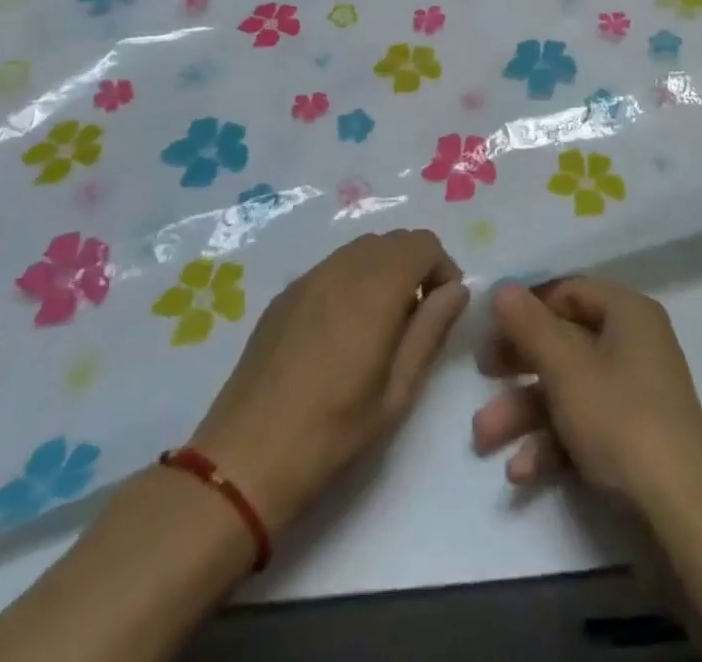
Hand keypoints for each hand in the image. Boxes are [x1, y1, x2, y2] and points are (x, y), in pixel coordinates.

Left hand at [190, 230, 466, 531]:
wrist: (244, 461)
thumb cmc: (332, 433)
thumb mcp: (397, 391)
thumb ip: (431, 330)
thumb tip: (457, 289)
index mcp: (375, 288)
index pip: (423, 243)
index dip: (443, 269)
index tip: (443, 310)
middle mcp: (343, 268)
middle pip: (394, 240)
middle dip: (416, 267)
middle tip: (416, 320)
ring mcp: (309, 278)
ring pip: (362, 250)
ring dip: (384, 271)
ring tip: (381, 325)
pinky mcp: (285, 294)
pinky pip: (333, 267)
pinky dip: (353, 280)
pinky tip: (342, 330)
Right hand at [471, 278, 701, 518]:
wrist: (681, 510)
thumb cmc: (620, 419)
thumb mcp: (566, 368)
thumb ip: (529, 325)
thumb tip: (503, 286)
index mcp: (627, 312)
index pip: (569, 291)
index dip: (528, 307)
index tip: (491, 328)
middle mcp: (634, 343)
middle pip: (565, 341)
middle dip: (518, 365)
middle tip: (482, 374)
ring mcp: (636, 391)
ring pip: (569, 387)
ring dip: (525, 411)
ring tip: (484, 438)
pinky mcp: (634, 435)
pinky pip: (586, 423)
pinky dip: (553, 441)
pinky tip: (521, 471)